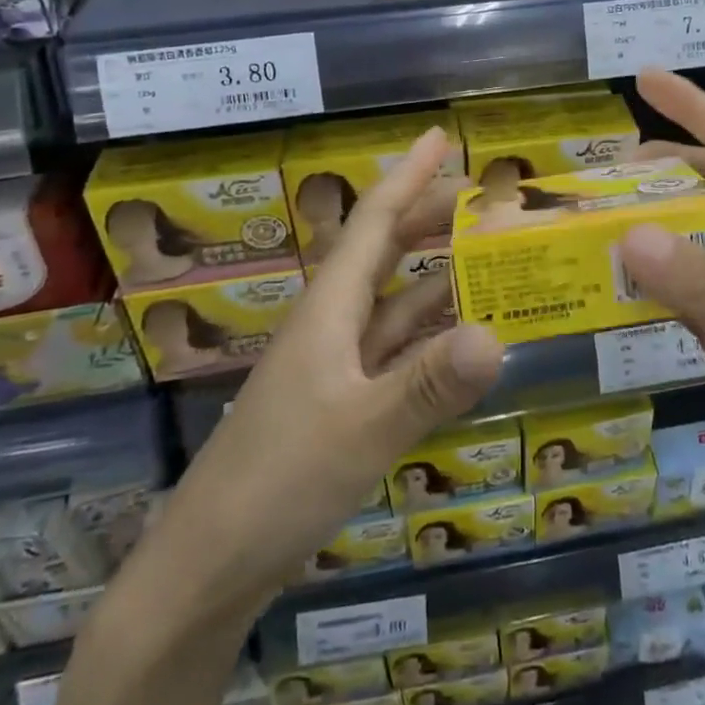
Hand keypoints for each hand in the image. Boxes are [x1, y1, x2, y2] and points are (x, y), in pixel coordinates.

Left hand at [162, 127, 504, 604]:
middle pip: (385, 252)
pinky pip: (395, 350)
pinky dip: (429, 335)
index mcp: (328, 309)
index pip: (374, 221)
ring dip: (436, 276)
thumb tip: (498, 334)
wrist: (206, 569)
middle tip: (484, 197)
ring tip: (487, 258)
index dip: (408, 175)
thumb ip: (429, 384)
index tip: (441, 136)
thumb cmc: (277, 483)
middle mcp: (331, 325)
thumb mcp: (362, 431)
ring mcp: (334, 367)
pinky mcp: (340, 405)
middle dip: (430, 217)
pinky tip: (460, 339)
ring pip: (393, 302)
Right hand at [620, 69, 704, 535]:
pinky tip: (605, 279)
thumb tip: (627, 236)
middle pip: (702, 186)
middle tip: (594, 173)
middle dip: (654, 171)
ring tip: (587, 218)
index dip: (692, 106)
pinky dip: (641, 279)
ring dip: (642, 224)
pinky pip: (674, 290)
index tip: (643, 78)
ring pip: (684, 237)